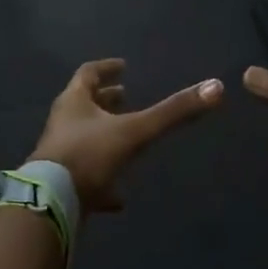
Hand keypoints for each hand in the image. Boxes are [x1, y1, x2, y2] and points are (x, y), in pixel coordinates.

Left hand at [30, 59, 224, 213]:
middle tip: (125, 96)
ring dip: (103, 136)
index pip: (88, 74)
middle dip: (105, 100)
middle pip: (83, 105)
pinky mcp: (61, 184)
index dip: (106, 68)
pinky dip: (103, 182)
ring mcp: (60, 155)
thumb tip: (216, 86)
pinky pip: (84, 177)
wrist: (51, 203)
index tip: (122, 66)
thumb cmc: (89, 156)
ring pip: (83, 139)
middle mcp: (64, 124)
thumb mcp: (136, 132)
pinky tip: (120, 197)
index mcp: (74, 103)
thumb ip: (173, 112)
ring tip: (126, 138)